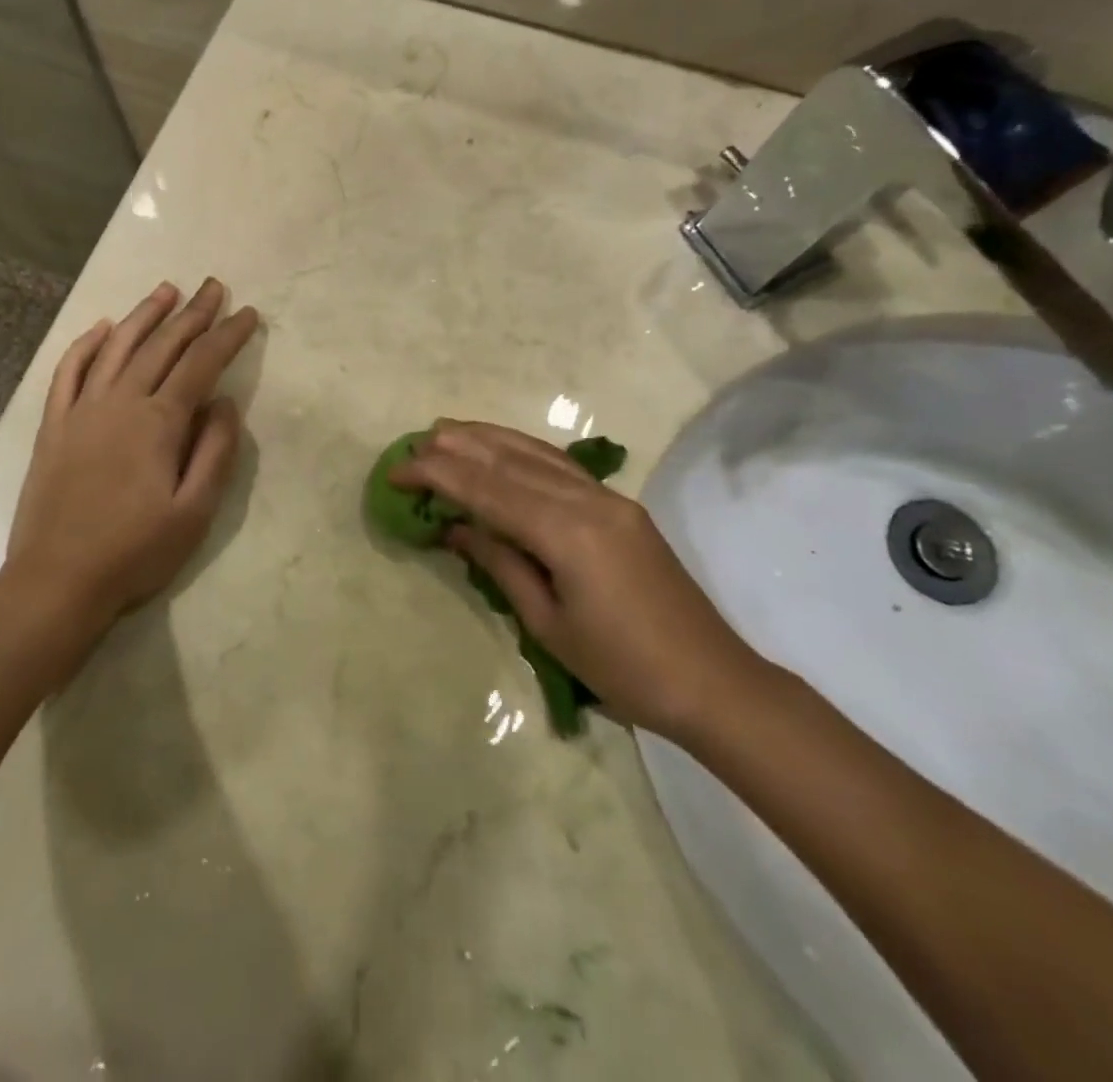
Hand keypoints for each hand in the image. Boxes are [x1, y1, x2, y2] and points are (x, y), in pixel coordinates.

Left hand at [6, 279, 259, 636]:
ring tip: (166, 290)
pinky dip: (86, 344)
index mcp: (158, 422)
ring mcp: (81, 410)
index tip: (247, 314)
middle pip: (161, 346)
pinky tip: (102, 328)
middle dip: (192, 313)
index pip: (201, 363)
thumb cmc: (135, 552)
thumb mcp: (194, 512)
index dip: (227, 335)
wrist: (57, 581)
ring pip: (116, 347)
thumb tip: (225, 402)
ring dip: (144, 315)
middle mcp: (119, 402)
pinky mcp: (53, 426)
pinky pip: (69, 371)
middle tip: (214, 287)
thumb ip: (215, 452)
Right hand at [391, 420, 765, 741]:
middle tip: (416, 441)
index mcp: (568, 533)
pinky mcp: (622, 507)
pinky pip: (562, 467)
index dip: (439, 476)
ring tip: (450, 430)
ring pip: (538, 455)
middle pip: (512, 462)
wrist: (714, 682)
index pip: (489, 490)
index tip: (398, 470)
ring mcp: (610, 499)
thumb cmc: (624, 668)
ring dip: (491, 440)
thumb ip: (501, 564)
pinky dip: (525, 451)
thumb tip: (455, 528)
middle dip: (460, 448)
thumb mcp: (548, 624)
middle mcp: (589, 501)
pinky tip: (505, 449)